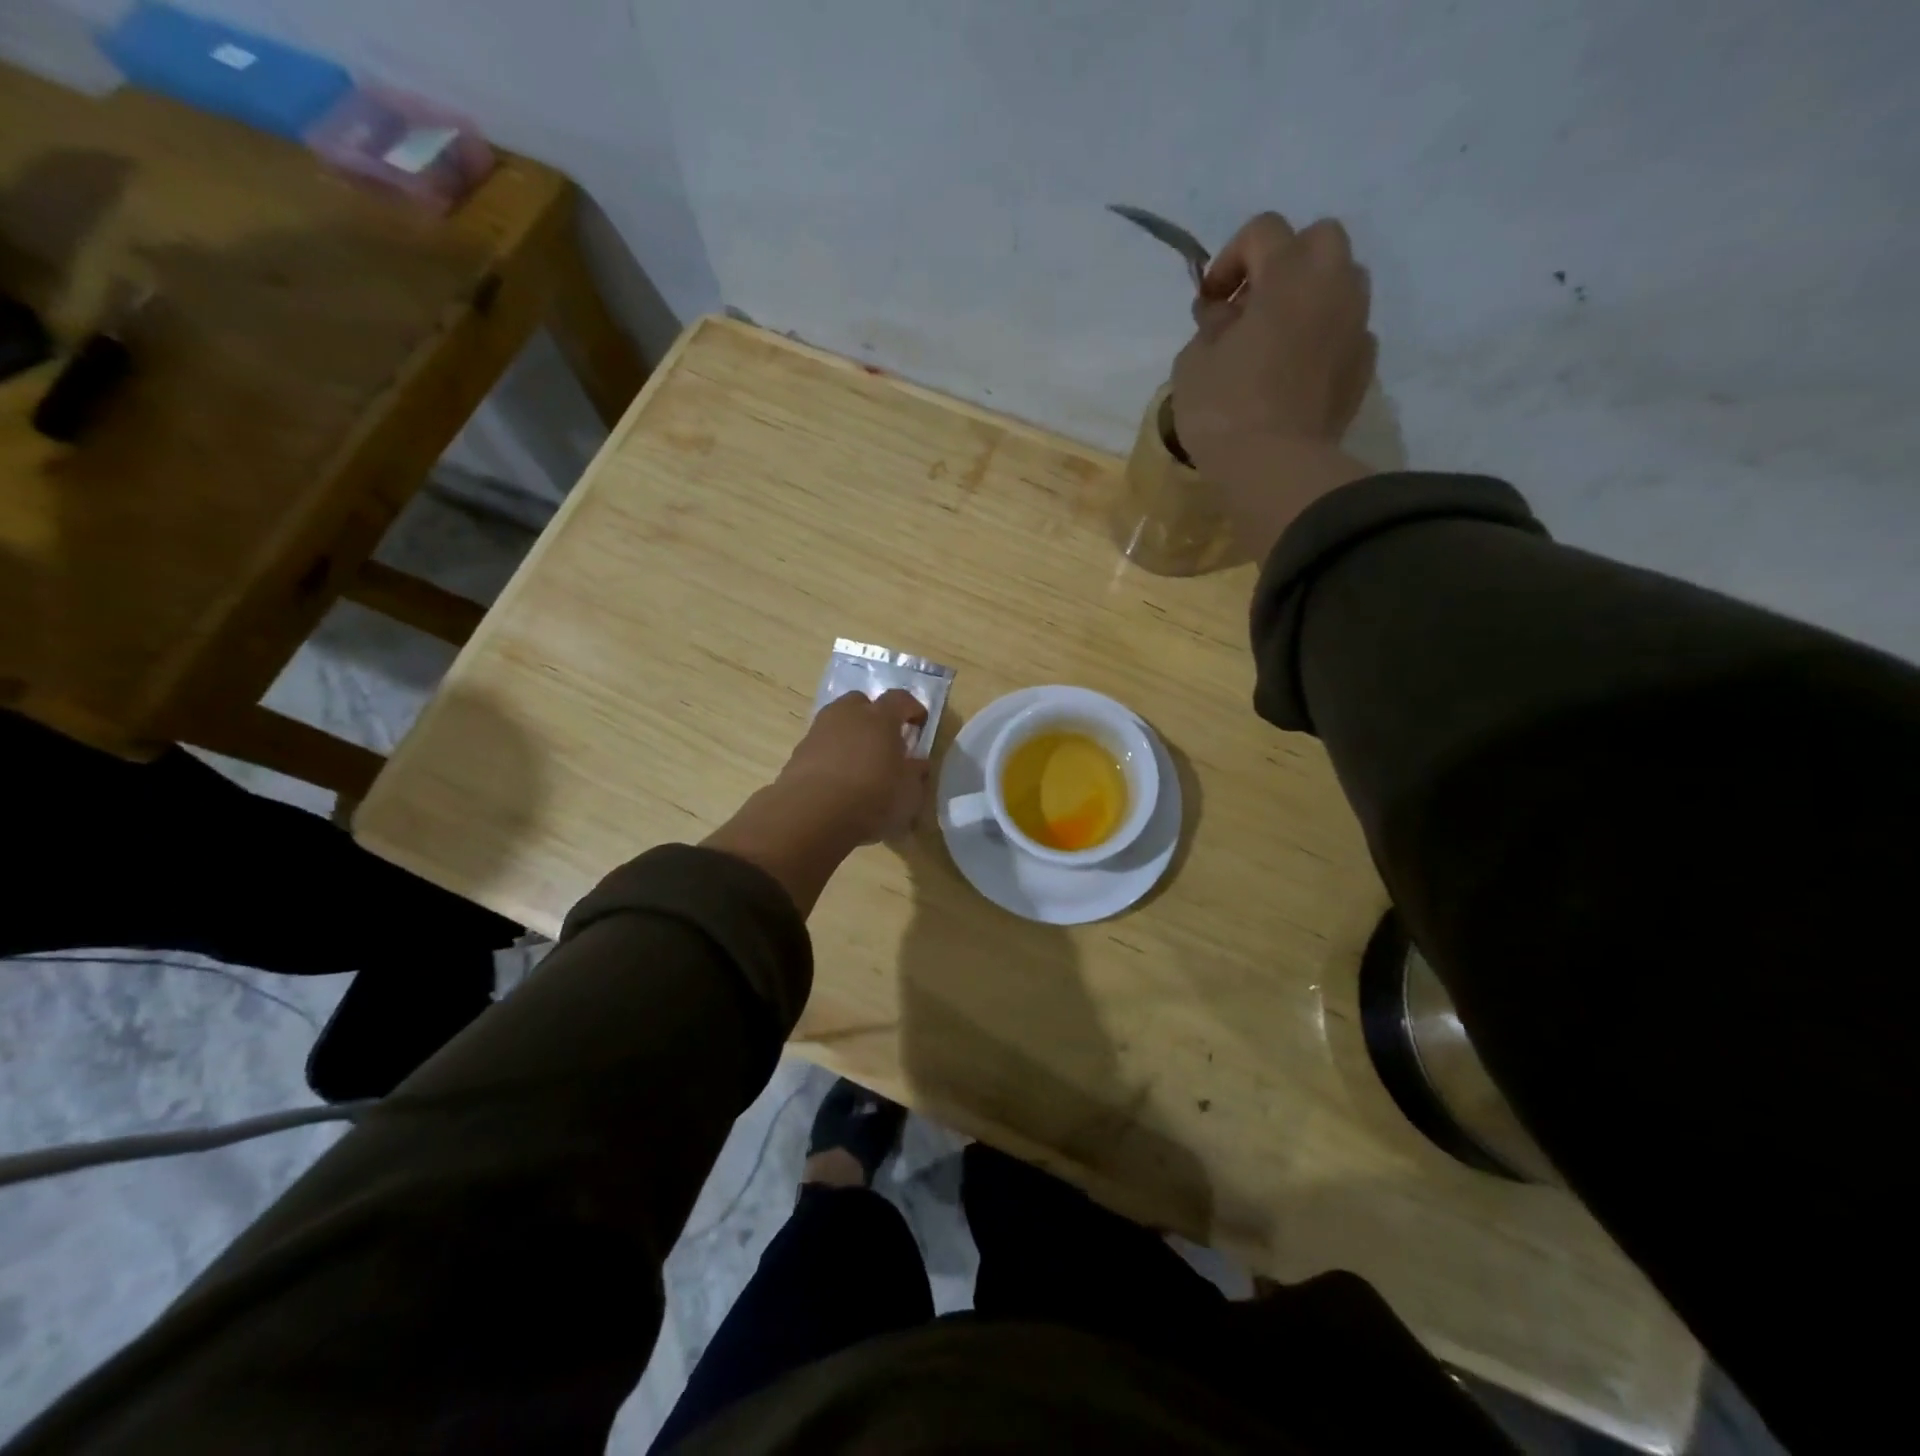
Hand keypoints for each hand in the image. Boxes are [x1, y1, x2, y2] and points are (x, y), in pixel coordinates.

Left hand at [773, 688, 930, 844]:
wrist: (811, 814)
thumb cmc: (871, 798)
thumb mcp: (909, 793)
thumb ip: (915, 774)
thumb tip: (917, 763)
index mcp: (880, 718)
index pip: (900, 699)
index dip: (912, 709)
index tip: (919, 724)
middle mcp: (847, 715)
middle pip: (862, 702)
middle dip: (874, 716)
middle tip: (884, 741)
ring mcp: (818, 731)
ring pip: (838, 722)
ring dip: (850, 735)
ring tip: (859, 762)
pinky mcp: (798, 752)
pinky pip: (821, 745)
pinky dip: (831, 755)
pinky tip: (837, 781)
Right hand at [1171, 213, 1377, 557]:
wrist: (1275, 468)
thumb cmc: (1224, 410)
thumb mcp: (1193, 363)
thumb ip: (1210, 326)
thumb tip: (1225, 316)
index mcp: (1289, 276)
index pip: (1264, 230)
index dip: (1230, 258)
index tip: (1210, 302)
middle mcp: (1333, 287)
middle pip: (1319, 239)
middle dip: (1283, 262)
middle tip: (1251, 306)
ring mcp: (1356, 326)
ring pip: (1341, 283)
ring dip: (1309, 296)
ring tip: (1275, 339)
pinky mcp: (1364, 366)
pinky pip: (1346, 331)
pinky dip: (1323, 337)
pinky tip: (1295, 372)